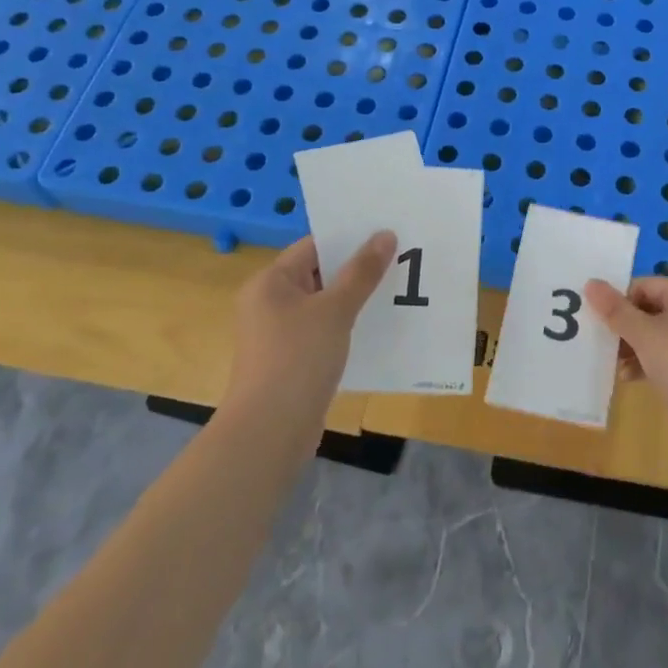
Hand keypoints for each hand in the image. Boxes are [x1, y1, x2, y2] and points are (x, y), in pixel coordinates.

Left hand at [229, 231, 396, 411]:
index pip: (313, 246)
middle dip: (356, 269)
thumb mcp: (335, 310)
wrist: (270, 432)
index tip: (386, 234)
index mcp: (270, 282)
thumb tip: (385, 234)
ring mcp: (278, 334)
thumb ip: (362, 272)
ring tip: (396, 290)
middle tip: (399, 259)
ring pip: (323, 305)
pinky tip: (376, 328)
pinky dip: (346, 327)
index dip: (349, 239)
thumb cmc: (298, 358)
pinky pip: (322, 331)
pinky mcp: (290, 360)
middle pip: (319, 274)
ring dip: (354, 299)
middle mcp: (269, 303)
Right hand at [584, 276, 667, 463]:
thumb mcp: (644, 334)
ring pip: (657, 336)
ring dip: (632, 346)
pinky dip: (646, 364)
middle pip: (652, 309)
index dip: (622, 297)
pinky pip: (665, 359)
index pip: (648, 285)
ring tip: (612, 361)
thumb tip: (591, 282)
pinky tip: (628, 378)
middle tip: (601, 338)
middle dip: (625, 324)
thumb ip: (616, 310)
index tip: (600, 316)